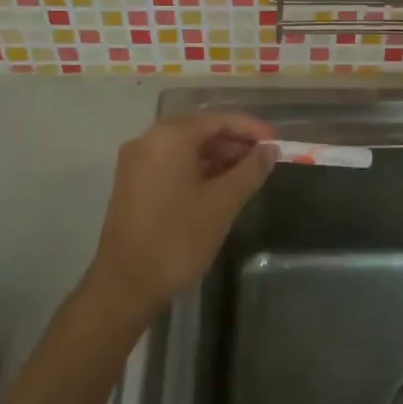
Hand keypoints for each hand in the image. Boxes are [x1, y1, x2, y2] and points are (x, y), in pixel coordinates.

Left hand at [89, 110, 276, 312]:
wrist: (126, 285)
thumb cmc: (178, 238)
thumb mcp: (222, 203)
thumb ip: (250, 170)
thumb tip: (270, 150)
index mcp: (169, 137)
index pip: (217, 119)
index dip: (250, 128)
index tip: (276, 142)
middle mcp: (148, 140)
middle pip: (198, 129)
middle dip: (233, 141)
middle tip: (265, 158)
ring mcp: (136, 163)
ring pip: (184, 147)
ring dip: (216, 156)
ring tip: (247, 173)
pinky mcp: (132, 184)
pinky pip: (170, 163)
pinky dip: (197, 168)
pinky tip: (219, 186)